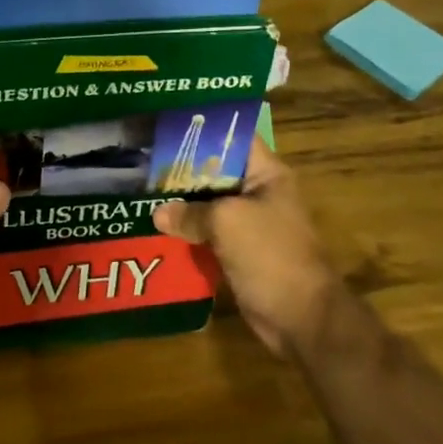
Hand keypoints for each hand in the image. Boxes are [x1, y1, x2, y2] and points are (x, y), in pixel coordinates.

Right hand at [153, 140, 336, 356]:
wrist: (301, 318)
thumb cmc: (271, 255)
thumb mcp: (227, 222)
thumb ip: (190, 212)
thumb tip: (157, 214)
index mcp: (266, 174)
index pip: (234, 137)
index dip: (203, 129)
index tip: (167, 125)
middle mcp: (257, 192)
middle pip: (214, 171)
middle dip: (181, 168)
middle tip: (143, 159)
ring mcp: (248, 223)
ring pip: (207, 204)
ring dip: (180, 203)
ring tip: (141, 190)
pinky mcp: (238, 251)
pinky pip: (206, 233)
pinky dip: (185, 232)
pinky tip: (154, 228)